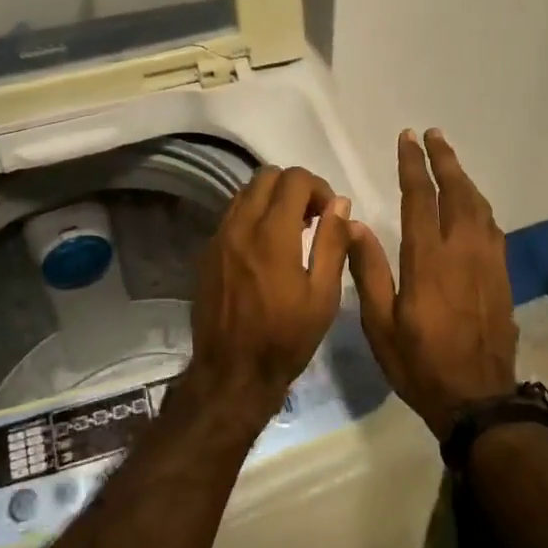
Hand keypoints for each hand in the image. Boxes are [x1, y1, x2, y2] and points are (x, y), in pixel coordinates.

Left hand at [189, 165, 352, 417]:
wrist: (232, 371)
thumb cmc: (286, 337)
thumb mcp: (323, 295)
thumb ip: (332, 243)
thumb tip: (340, 204)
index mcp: (273, 234)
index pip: (294, 179)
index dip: (318, 187)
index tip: (329, 213)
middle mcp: (241, 225)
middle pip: (266, 176)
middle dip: (294, 187)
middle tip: (311, 217)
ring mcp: (219, 237)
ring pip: (245, 192)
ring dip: (271, 198)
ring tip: (290, 230)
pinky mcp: (207, 251)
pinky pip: (231, 214)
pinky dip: (252, 215)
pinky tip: (265, 246)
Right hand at [348, 129, 516, 437]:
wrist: (478, 400)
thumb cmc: (419, 363)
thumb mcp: (380, 324)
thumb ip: (368, 270)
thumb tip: (354, 223)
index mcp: (428, 260)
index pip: (421, 198)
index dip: (413, 165)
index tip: (408, 138)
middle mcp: (462, 251)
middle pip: (457, 192)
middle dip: (444, 160)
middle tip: (433, 135)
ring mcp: (487, 263)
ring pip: (479, 207)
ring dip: (464, 179)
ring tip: (450, 162)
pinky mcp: (502, 277)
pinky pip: (492, 228)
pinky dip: (479, 206)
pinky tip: (473, 206)